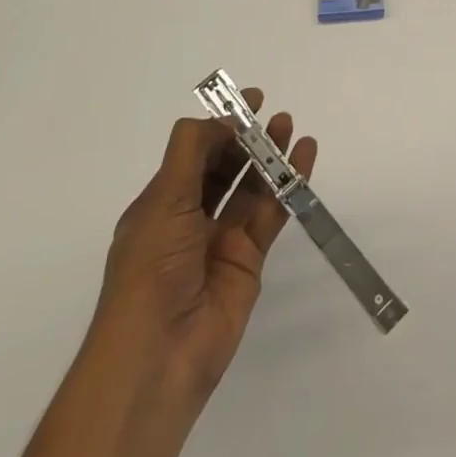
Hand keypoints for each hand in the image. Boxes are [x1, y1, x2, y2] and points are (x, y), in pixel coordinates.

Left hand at [92, 92, 315, 417]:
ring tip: (290, 125)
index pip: (193, 156)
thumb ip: (191, 153)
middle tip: (271, 112)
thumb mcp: (162, 202)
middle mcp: (190, 219)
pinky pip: (272, 213)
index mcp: (160, 206)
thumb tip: (217, 119)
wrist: (159, 353)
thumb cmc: (151, 269)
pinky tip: (304, 156)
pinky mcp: (249, 259)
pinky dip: (289, 184)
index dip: (219, 128)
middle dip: (246, 138)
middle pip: (223, 168)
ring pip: (251, 187)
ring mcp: (221, 240)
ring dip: (269, 156)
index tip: (246, 103)